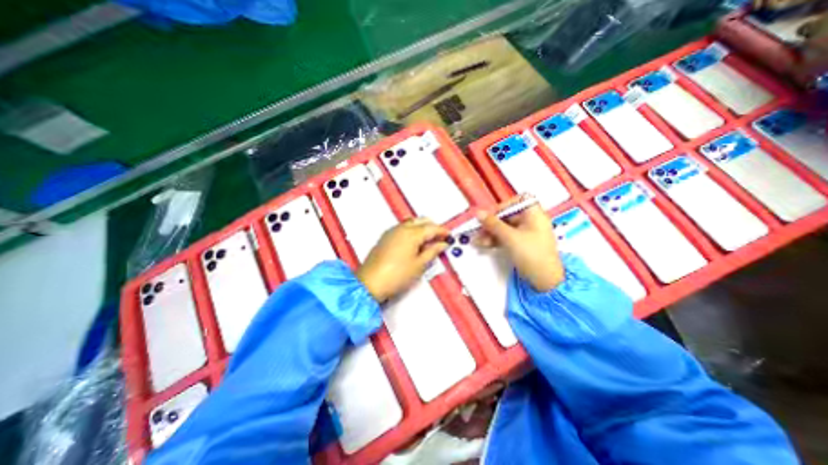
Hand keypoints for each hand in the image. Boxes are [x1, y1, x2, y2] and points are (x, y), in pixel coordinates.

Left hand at [357, 218, 450, 303]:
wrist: (370, 283)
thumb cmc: (396, 275)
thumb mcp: (419, 265)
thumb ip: (432, 252)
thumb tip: (442, 244)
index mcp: (412, 233)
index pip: (432, 228)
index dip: (442, 231)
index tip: (449, 236)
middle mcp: (401, 228)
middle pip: (421, 220)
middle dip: (432, 226)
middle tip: (440, 237)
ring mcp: (391, 231)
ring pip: (411, 222)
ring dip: (421, 227)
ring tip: (428, 241)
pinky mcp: (385, 237)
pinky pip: (402, 228)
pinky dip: (411, 230)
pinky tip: (414, 242)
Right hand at [476, 203, 565, 289]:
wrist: (544, 280)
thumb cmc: (531, 254)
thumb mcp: (510, 237)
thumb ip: (493, 224)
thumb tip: (478, 212)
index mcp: (534, 214)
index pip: (517, 202)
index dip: (502, 206)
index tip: (490, 215)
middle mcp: (530, 221)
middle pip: (508, 216)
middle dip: (491, 224)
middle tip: (478, 230)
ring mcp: (525, 234)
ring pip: (504, 228)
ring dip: (490, 234)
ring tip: (477, 241)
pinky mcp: (521, 244)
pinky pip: (506, 238)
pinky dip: (495, 240)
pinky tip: (483, 245)